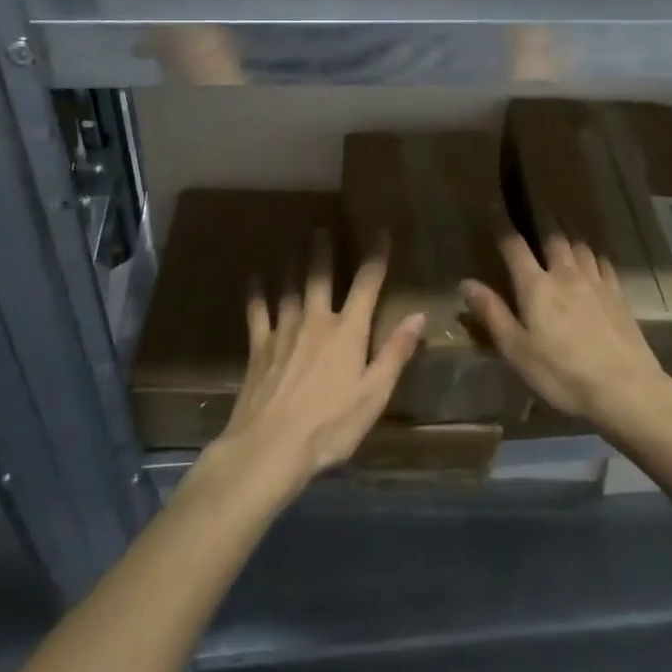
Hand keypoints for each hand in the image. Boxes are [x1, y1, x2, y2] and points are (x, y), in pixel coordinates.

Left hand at [213, 231, 424, 493]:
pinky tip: (253, 278)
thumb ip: (396, 353)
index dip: (376, 256)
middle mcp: (316, 321)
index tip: (381, 232)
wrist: (270, 447)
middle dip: (324, 249)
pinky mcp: (259, 347)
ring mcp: (284, 331)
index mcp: (348, 332)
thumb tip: (418, 316)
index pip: (367, 284)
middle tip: (322, 225)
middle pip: (321, 276)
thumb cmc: (330, 426)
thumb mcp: (374, 395)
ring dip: (294, 263)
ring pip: (290, 287)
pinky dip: (256, 293)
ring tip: (295, 244)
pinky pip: (257, 312)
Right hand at [461, 231, 671, 425]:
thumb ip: (492, 313)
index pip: (515, 246)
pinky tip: (593, 262)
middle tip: (533, 219)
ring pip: (580, 246)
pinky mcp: (618, 294)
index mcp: (536, 286)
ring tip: (562, 239)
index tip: (495, 209)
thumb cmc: (561, 373)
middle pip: (553, 238)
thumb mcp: (517, 350)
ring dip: (567, 239)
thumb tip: (466, 283)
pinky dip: (593, 256)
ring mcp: (596, 281)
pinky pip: (603, 262)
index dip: (503, 227)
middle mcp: (565, 274)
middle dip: (540, 226)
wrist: (624, 388)